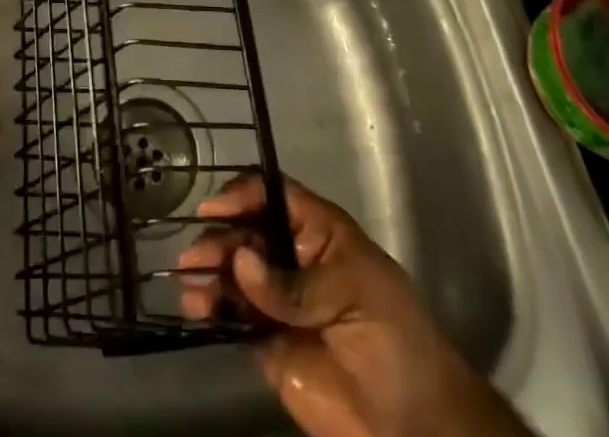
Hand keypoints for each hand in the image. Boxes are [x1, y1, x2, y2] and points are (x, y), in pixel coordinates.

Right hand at [179, 176, 526, 436]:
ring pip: (235, 272)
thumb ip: (295, 284)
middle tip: (195, 259)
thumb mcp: (354, 294)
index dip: (242, 195)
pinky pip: (234, 316)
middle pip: (246, 232)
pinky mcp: (269, 343)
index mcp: (318, 232)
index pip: (273, 195)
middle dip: (219, 239)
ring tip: (190, 285)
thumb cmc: (397, 341)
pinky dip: (212, 308)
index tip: (213, 210)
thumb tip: (241, 261)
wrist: (418, 429)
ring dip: (210, 272)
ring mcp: (279, 300)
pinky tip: (196, 308)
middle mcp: (293, 257)